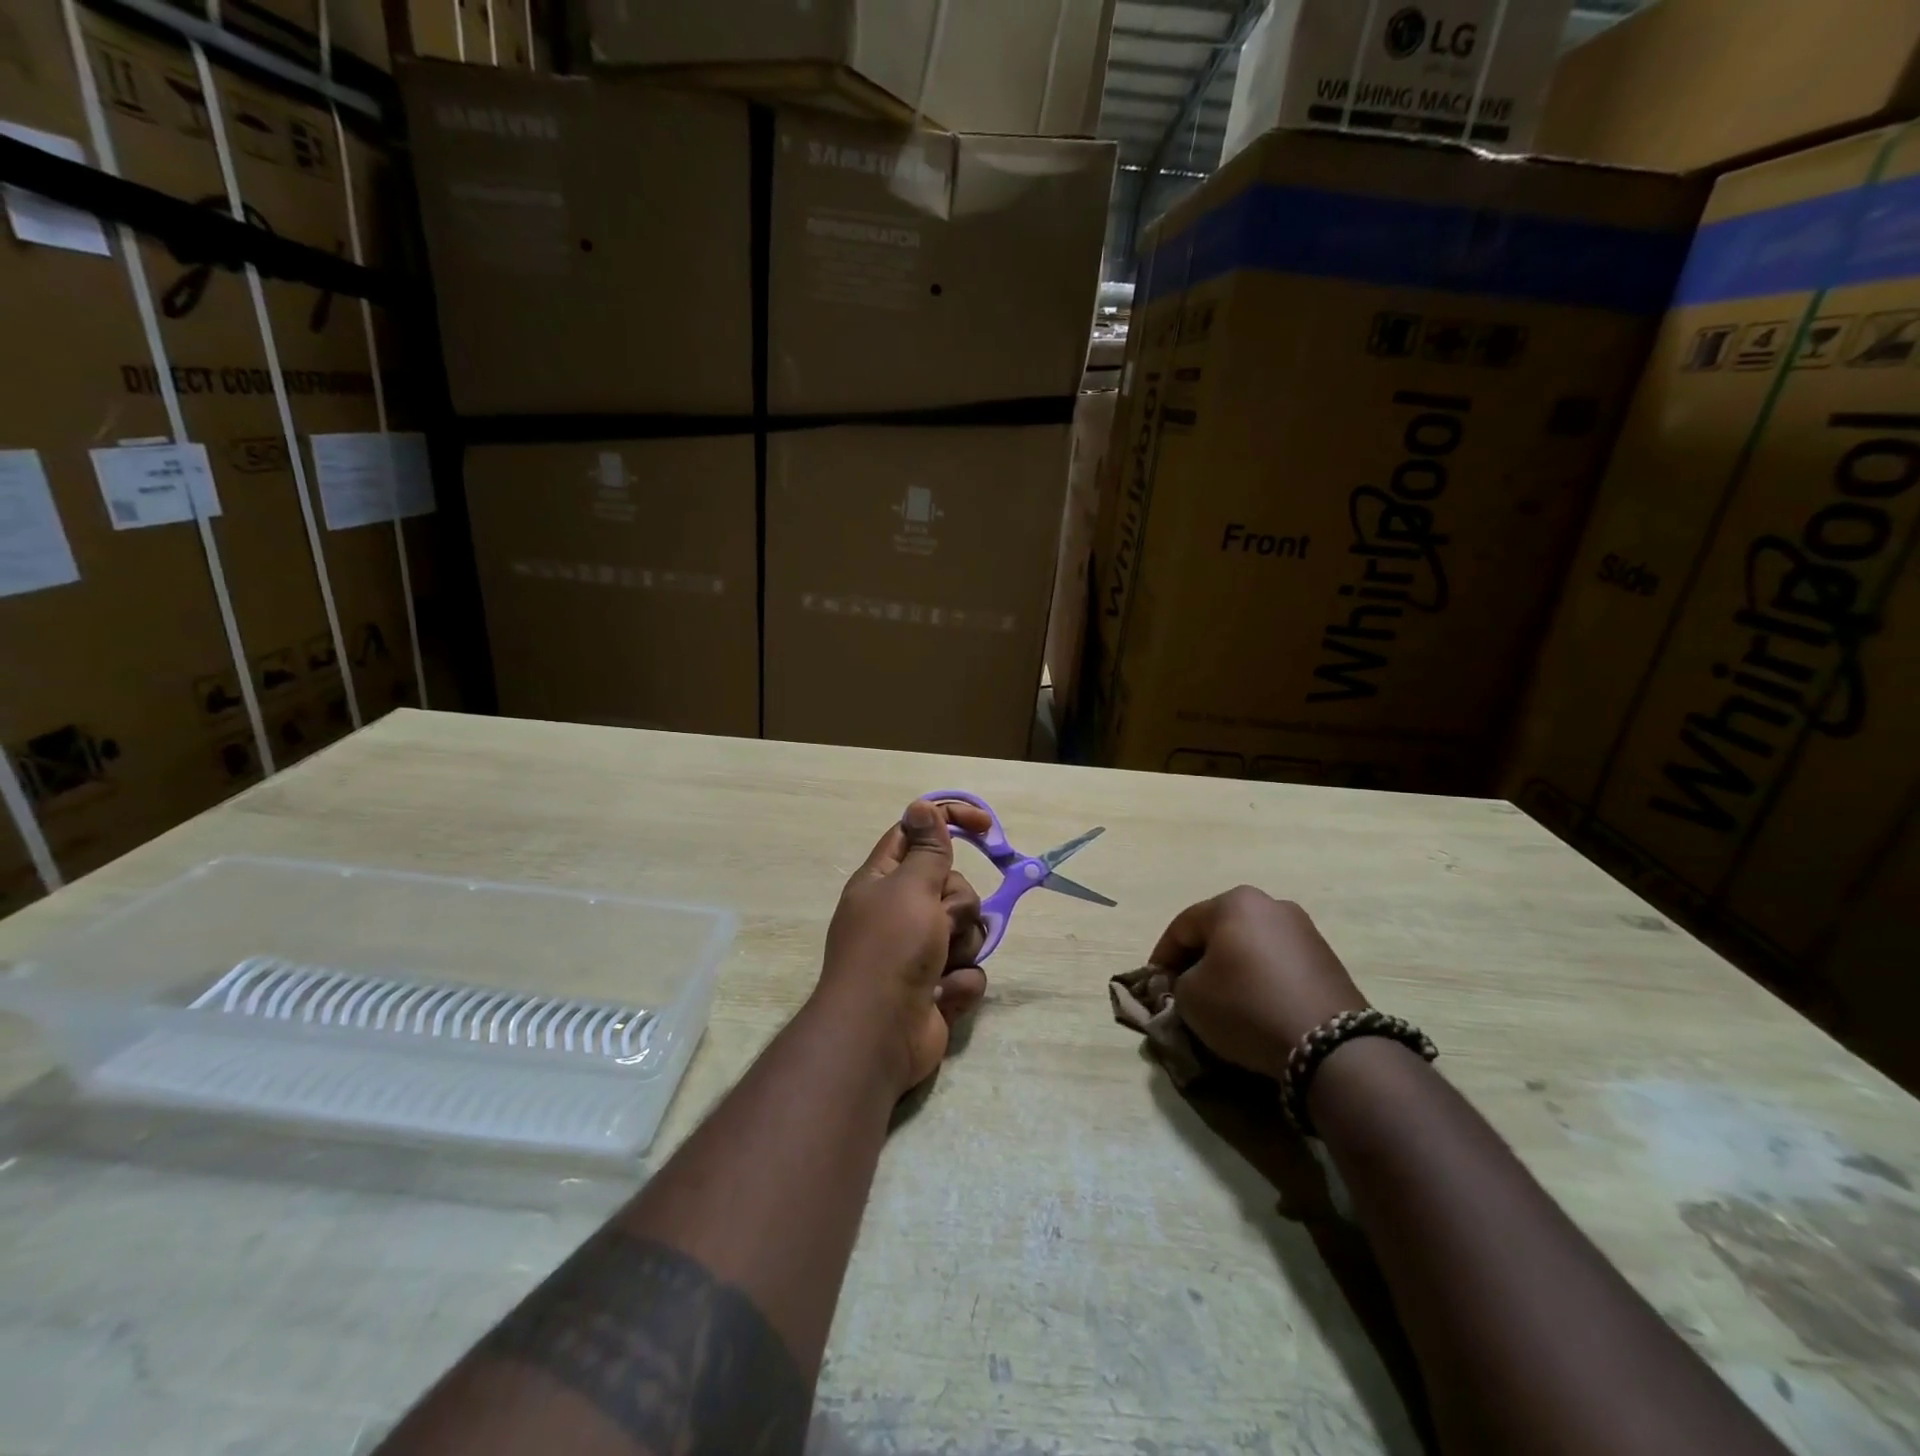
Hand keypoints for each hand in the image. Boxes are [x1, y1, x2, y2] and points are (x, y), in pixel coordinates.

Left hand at [819, 799, 990, 1094]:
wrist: (878, 1035)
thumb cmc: (890, 950)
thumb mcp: (910, 889)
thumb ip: (927, 849)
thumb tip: (921, 806)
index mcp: (883, 882)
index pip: (916, 834)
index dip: (949, 822)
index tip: (986, 826)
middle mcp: (900, 912)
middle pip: (952, 886)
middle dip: (958, 906)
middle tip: (940, 923)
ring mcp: (919, 952)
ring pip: (967, 929)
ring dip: (962, 946)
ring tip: (940, 966)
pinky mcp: (937, 987)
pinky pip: (969, 970)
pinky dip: (959, 983)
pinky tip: (942, 995)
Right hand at [1150, 887, 1366, 1079]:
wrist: (1329, 1044)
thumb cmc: (1246, 1007)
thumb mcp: (1190, 997)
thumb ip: (1178, 982)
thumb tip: (1189, 982)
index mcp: (1233, 902)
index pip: (1182, 926)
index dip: (1162, 956)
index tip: (1154, 984)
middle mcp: (1270, 904)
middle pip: (1218, 931)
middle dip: (1198, 958)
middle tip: (1184, 989)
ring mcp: (1304, 929)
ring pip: (1250, 946)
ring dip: (1231, 968)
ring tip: (1221, 1000)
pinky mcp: (1326, 958)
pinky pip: (1277, 963)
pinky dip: (1260, 979)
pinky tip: (1255, 1006)